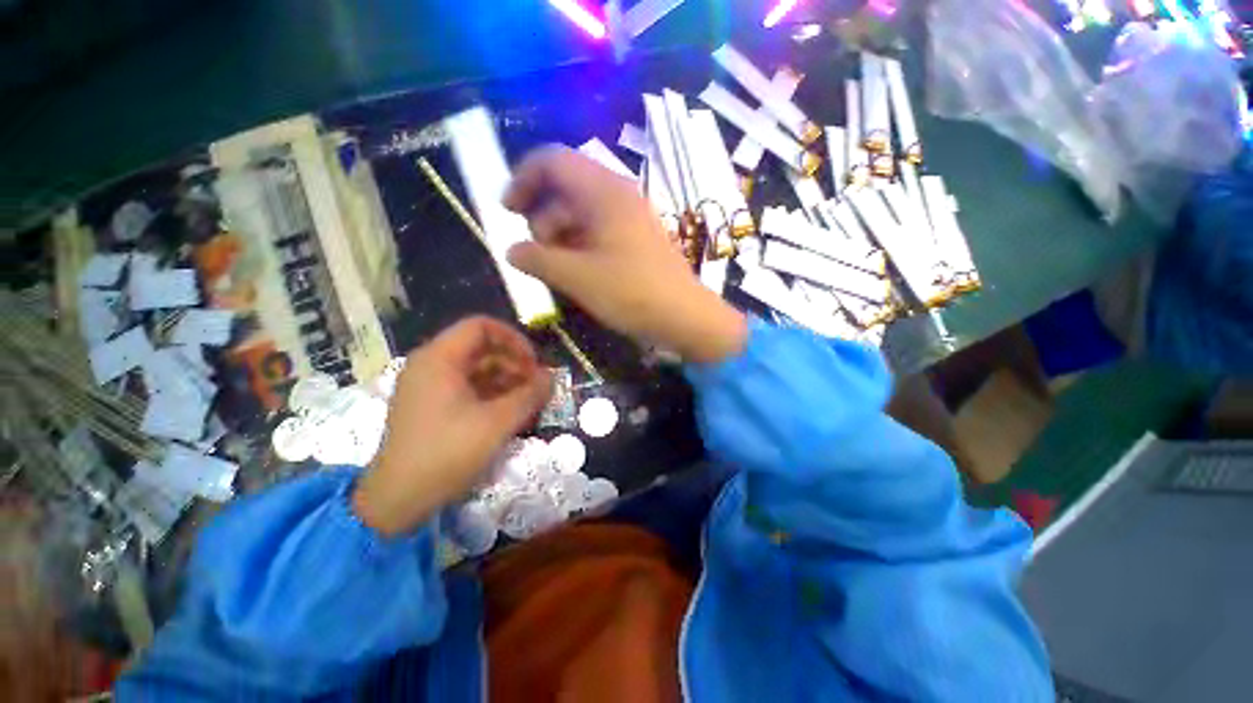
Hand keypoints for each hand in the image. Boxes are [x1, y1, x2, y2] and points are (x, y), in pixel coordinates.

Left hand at [353, 317, 552, 535]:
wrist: (398, 501)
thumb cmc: (447, 453)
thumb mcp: (497, 423)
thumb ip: (529, 395)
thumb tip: (551, 378)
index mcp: (439, 359)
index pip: (481, 327)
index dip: (513, 339)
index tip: (533, 363)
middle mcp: (430, 365)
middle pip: (480, 348)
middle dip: (513, 363)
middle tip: (535, 386)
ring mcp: (427, 385)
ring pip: (475, 369)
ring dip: (505, 380)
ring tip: (527, 401)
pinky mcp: (429, 405)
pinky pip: (466, 387)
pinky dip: (490, 393)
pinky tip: (508, 411)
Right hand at [503, 146, 747, 363]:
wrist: (684, 316)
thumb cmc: (631, 293)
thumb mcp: (577, 277)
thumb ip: (537, 260)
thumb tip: (511, 251)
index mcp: (604, 191)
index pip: (552, 160)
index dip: (523, 179)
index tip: (507, 211)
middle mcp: (618, 194)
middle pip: (566, 186)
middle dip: (542, 215)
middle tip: (537, 251)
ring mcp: (631, 217)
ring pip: (582, 211)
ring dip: (560, 234)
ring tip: (555, 267)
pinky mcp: (637, 238)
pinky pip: (599, 230)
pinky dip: (580, 244)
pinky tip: (576, 271)